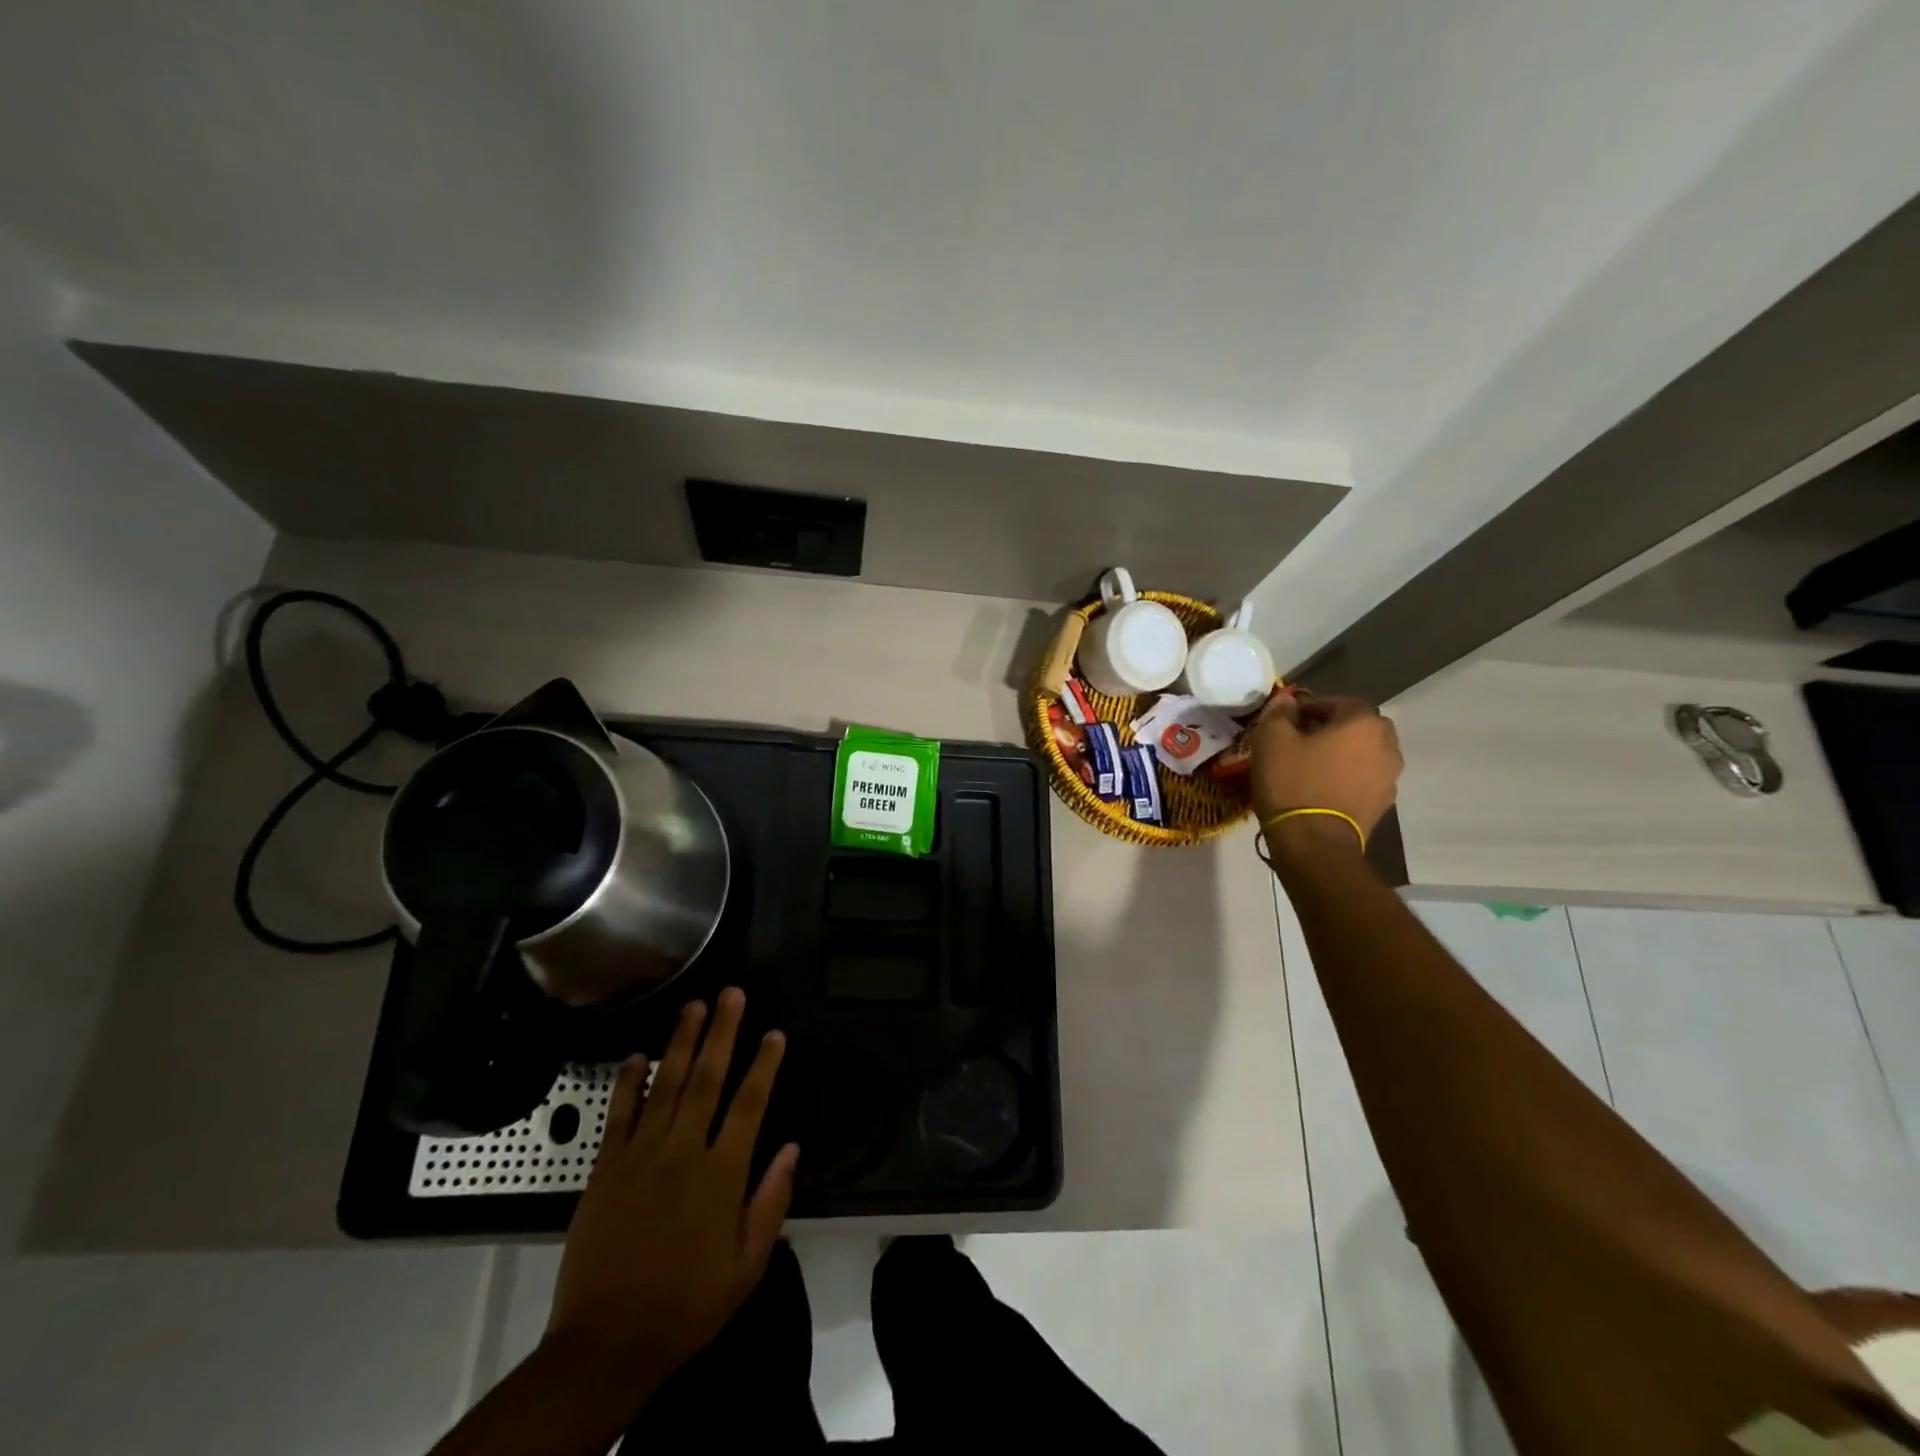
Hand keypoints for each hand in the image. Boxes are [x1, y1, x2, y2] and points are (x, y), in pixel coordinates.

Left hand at [544, 987, 798, 1392]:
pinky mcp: (605, 1169)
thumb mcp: (746, 1266)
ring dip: (681, 1042)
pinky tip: (637, 1055)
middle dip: (722, 1032)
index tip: (775, 1033)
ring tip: (694, 1005)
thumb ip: (771, 1202)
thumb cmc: (687, 1305)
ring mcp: (640, 1156)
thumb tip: (792, 1148)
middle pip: (707, 1079)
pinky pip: (620, 1114)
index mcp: (722, 1175)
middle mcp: (683, 1152)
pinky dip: (629, 1082)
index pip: (750, 1104)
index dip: (764, 1064)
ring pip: (666, 1084)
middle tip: (731, 993)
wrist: (606, 1345)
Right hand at [1250, 689, 1402, 844]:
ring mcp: (1390, 775)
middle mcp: (1387, 743)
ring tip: (1312, 767)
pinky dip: (1348, 776)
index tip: (1287, 722)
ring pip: (1364, 752)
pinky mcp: (1384, 802)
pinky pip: (1365, 777)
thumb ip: (1279, 712)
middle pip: (1357, 726)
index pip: (1338, 702)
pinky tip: (1323, 788)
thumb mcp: (1271, 739)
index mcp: (1362, 721)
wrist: (1315, 842)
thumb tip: (1287, 701)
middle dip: (1332, 729)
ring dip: (1342, 753)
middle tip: (1302, 741)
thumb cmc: (1292, 783)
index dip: (1310, 708)